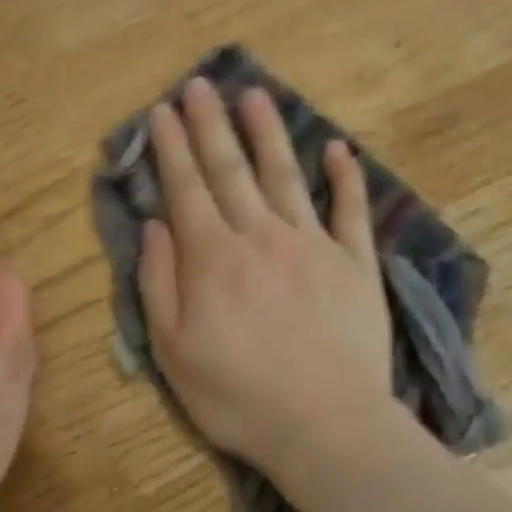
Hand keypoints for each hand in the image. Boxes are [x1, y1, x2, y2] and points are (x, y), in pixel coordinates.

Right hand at [138, 78, 396, 485]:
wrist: (326, 426)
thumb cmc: (238, 396)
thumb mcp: (172, 351)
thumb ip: (159, 283)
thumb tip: (155, 225)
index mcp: (213, 257)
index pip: (186, 187)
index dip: (172, 146)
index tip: (163, 109)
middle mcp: (261, 236)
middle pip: (231, 169)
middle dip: (211, 124)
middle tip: (201, 85)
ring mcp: (313, 245)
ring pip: (285, 176)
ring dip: (268, 133)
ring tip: (254, 96)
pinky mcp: (355, 263)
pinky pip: (351, 211)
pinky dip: (346, 178)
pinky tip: (339, 148)